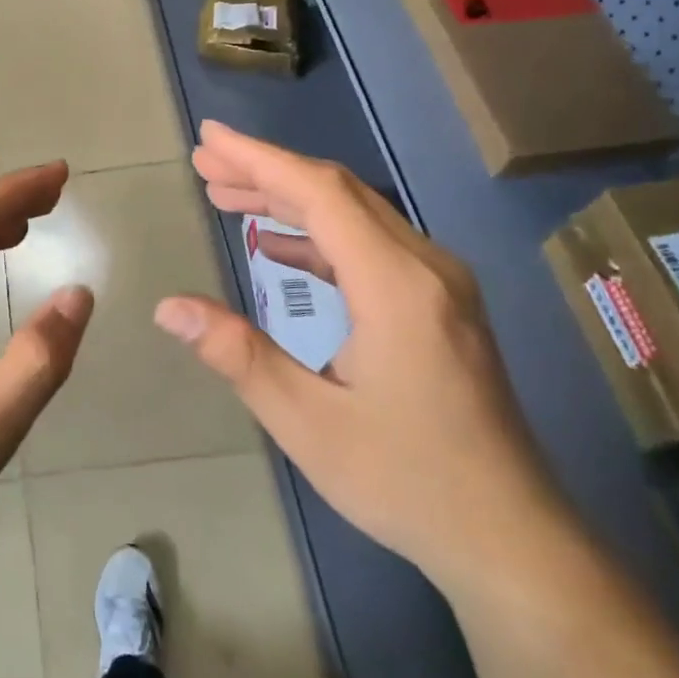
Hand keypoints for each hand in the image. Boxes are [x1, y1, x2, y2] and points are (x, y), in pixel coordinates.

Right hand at [154, 121, 565, 587]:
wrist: (510, 537)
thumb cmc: (405, 480)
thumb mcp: (306, 423)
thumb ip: (236, 354)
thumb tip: (168, 307)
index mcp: (395, 285)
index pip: (318, 194)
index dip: (258, 160)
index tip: (209, 139)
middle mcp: (425, 267)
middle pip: (338, 193)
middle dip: (266, 172)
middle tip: (205, 164)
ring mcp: (440, 285)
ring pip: (357, 215)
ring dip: (291, 200)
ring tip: (229, 195)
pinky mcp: (441, 305)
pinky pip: (372, 246)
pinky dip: (319, 236)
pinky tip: (280, 248)